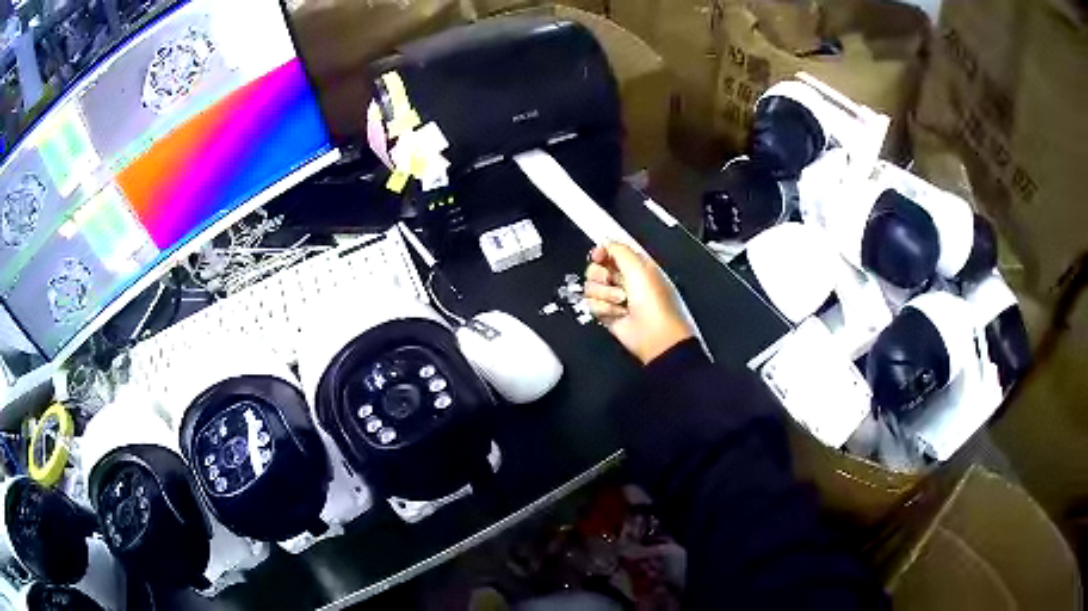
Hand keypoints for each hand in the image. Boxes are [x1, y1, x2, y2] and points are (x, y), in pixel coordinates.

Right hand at [584, 244, 693, 364]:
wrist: (655, 334)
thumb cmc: (654, 302)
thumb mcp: (639, 267)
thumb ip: (619, 249)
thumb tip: (605, 242)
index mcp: (635, 265)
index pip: (609, 251)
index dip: (601, 252)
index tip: (599, 256)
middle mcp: (624, 279)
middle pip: (595, 268)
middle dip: (600, 275)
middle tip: (612, 281)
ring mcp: (615, 297)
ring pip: (591, 287)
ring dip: (605, 294)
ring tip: (621, 302)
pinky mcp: (607, 314)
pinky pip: (591, 304)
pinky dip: (603, 309)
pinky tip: (618, 313)